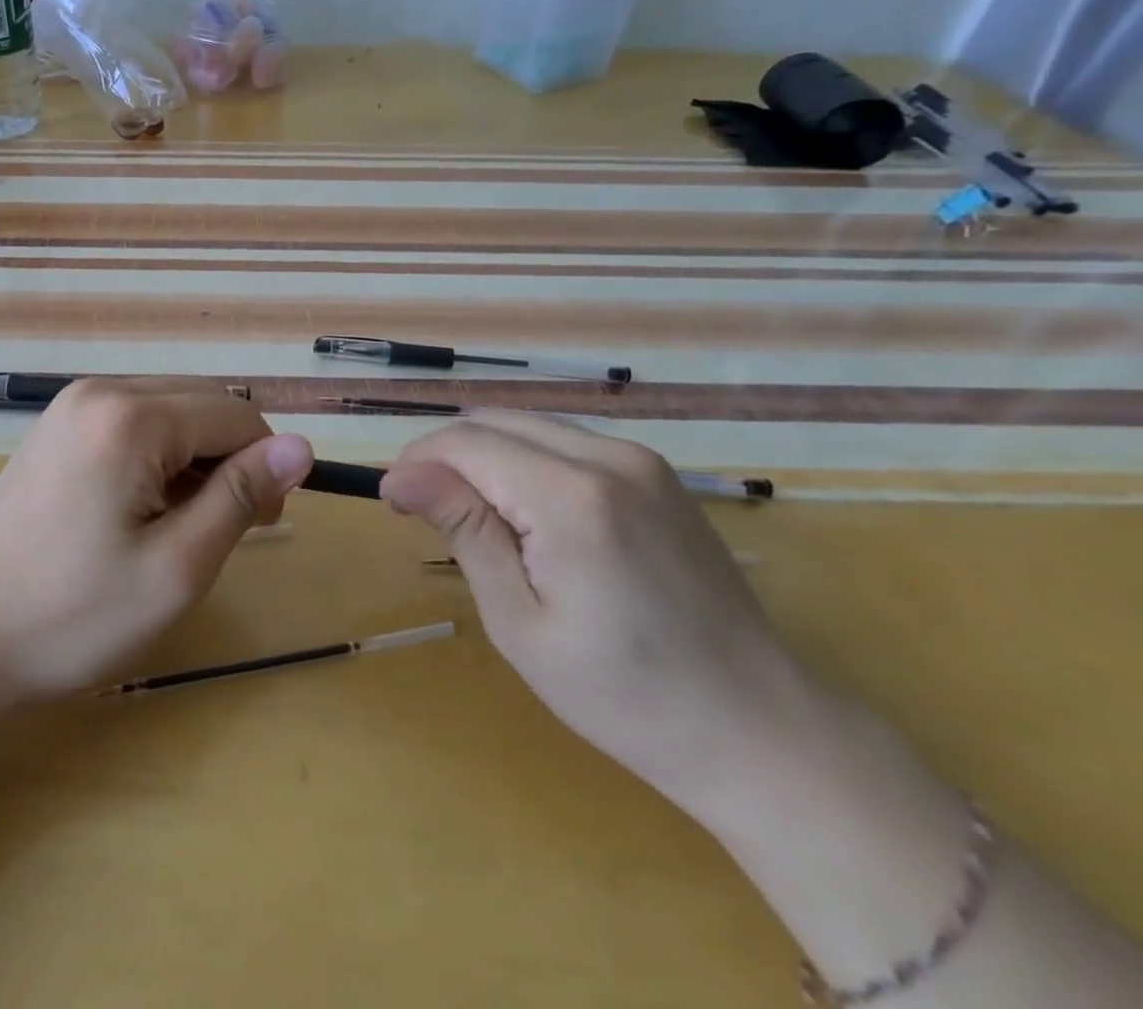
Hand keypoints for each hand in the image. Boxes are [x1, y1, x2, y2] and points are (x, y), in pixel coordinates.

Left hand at [0, 379, 313, 704]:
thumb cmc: (76, 615)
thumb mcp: (177, 566)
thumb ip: (242, 496)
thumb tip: (301, 447)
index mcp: (131, 417)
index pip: (235, 416)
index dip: (265, 466)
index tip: (263, 524)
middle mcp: (100, 390)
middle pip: (202, 403)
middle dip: (230, 458)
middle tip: (223, 529)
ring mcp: (71, 404)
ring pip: (170, 409)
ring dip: (194, 457)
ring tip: (179, 524)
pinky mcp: (57, 425)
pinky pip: (133, 420)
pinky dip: (158, 454)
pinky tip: (141, 506)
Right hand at [380, 413, 820, 821]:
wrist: (759, 729)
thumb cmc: (624, 694)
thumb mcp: (520, 621)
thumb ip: (464, 530)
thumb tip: (401, 475)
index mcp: (573, 497)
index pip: (466, 442)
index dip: (416, 461)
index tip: (391, 501)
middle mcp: (609, 456)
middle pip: (493, 421)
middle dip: (444, 455)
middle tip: (422, 510)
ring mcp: (640, 459)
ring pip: (526, 424)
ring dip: (482, 455)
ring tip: (469, 514)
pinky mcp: (655, 472)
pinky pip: (564, 441)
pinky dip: (523, 460)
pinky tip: (523, 512)